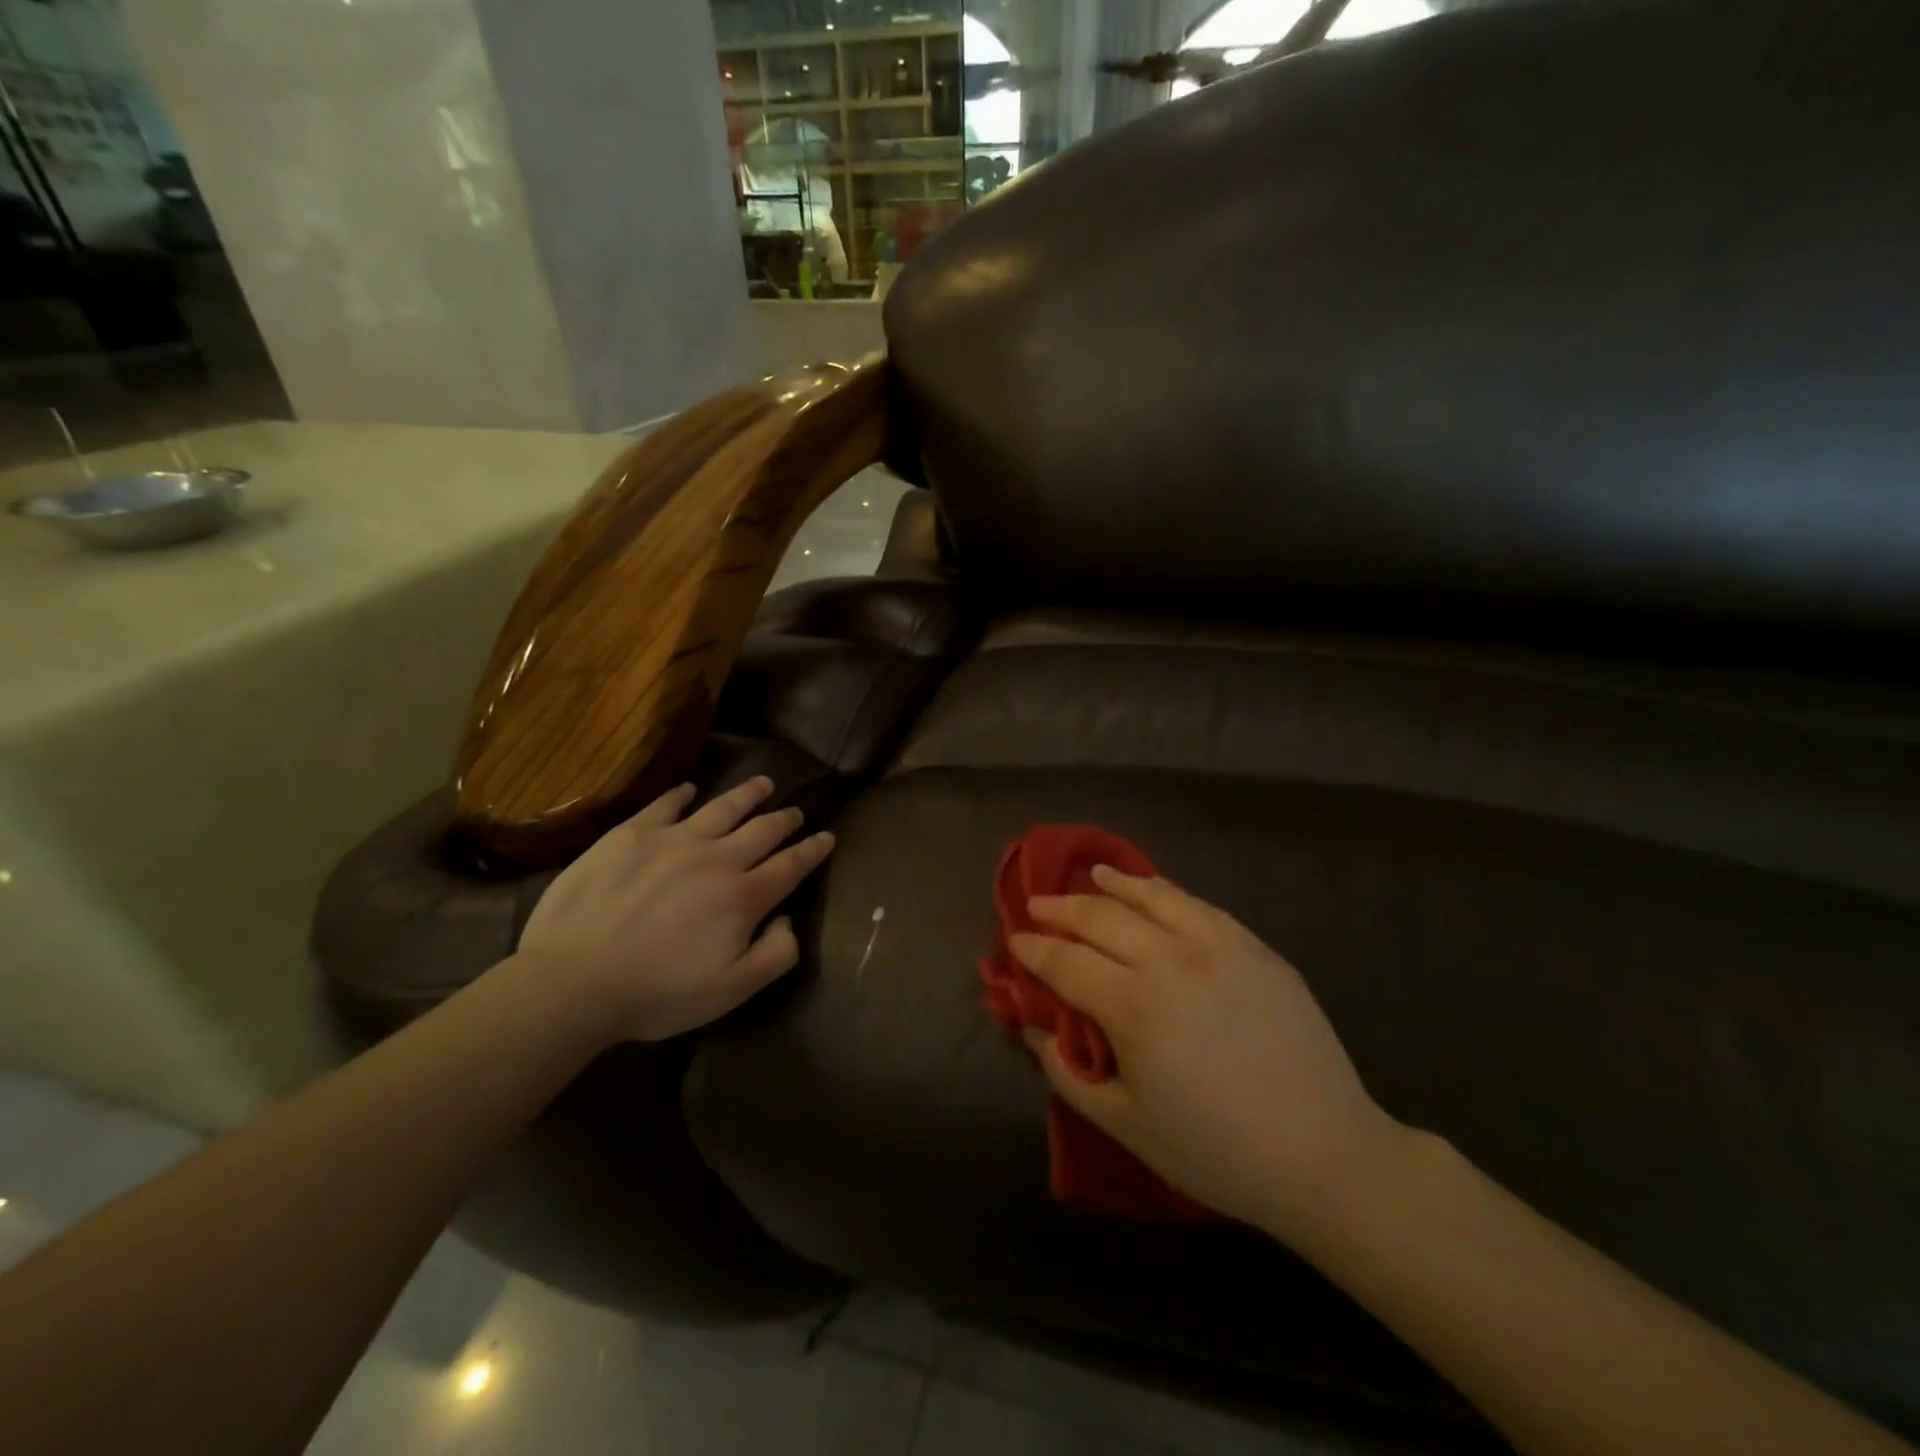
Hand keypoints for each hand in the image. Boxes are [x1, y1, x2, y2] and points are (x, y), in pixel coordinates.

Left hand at [519, 776, 833, 1041]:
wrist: (574, 981)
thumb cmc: (658, 993)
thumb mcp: (732, 990)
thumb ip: (776, 954)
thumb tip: (787, 919)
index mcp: (743, 896)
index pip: (791, 865)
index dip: (813, 850)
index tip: (827, 836)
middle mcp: (716, 858)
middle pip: (762, 830)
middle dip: (785, 819)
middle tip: (797, 811)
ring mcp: (672, 840)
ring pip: (721, 807)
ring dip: (747, 794)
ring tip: (762, 783)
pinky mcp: (630, 835)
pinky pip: (664, 804)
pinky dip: (681, 794)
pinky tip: (689, 789)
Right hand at [1013, 868, 1403, 1234]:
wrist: (1323, 1153)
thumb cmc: (1215, 1149)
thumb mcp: (1125, 1123)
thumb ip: (1068, 1072)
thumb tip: (1035, 1028)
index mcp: (1132, 1004)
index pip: (1065, 962)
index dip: (1033, 950)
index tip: (1014, 941)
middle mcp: (1169, 959)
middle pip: (1100, 918)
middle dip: (1060, 909)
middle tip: (1038, 905)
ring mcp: (1217, 946)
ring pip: (1152, 896)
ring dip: (1112, 884)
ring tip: (1091, 875)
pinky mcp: (1254, 948)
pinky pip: (1199, 905)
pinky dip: (1165, 891)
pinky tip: (1154, 890)